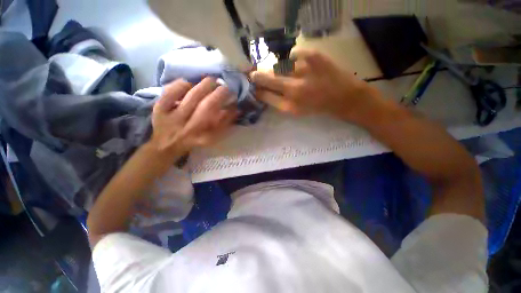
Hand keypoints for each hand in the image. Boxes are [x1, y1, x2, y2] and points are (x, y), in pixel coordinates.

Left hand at [149, 78, 237, 157]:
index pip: (221, 122)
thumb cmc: (193, 140)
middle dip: (219, 93)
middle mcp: (190, 128)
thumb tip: (235, 110)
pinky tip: (189, 83)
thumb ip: (223, 125)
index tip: (234, 100)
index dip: (229, 109)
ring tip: (212, 81)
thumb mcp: (210, 138)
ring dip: (205, 85)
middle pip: (207, 107)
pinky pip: (171, 92)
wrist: (166, 144)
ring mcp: (174, 118)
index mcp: (204, 137)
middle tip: (225, 86)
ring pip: (192, 97)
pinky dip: (181, 84)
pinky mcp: (160, 109)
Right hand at [251, 49, 381, 122]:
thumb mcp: (295, 111)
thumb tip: (263, 91)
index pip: (264, 95)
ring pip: (278, 65)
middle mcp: (293, 90)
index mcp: (288, 106)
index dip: (257, 89)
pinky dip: (292, 57)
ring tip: (282, 70)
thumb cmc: (317, 107)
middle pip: (266, 78)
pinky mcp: (313, 57)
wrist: (343, 98)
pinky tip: (297, 62)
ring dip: (276, 67)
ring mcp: (303, 72)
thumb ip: (278, 102)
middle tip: (254, 74)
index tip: (254, 86)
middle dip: (257, 75)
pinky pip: (294, 53)